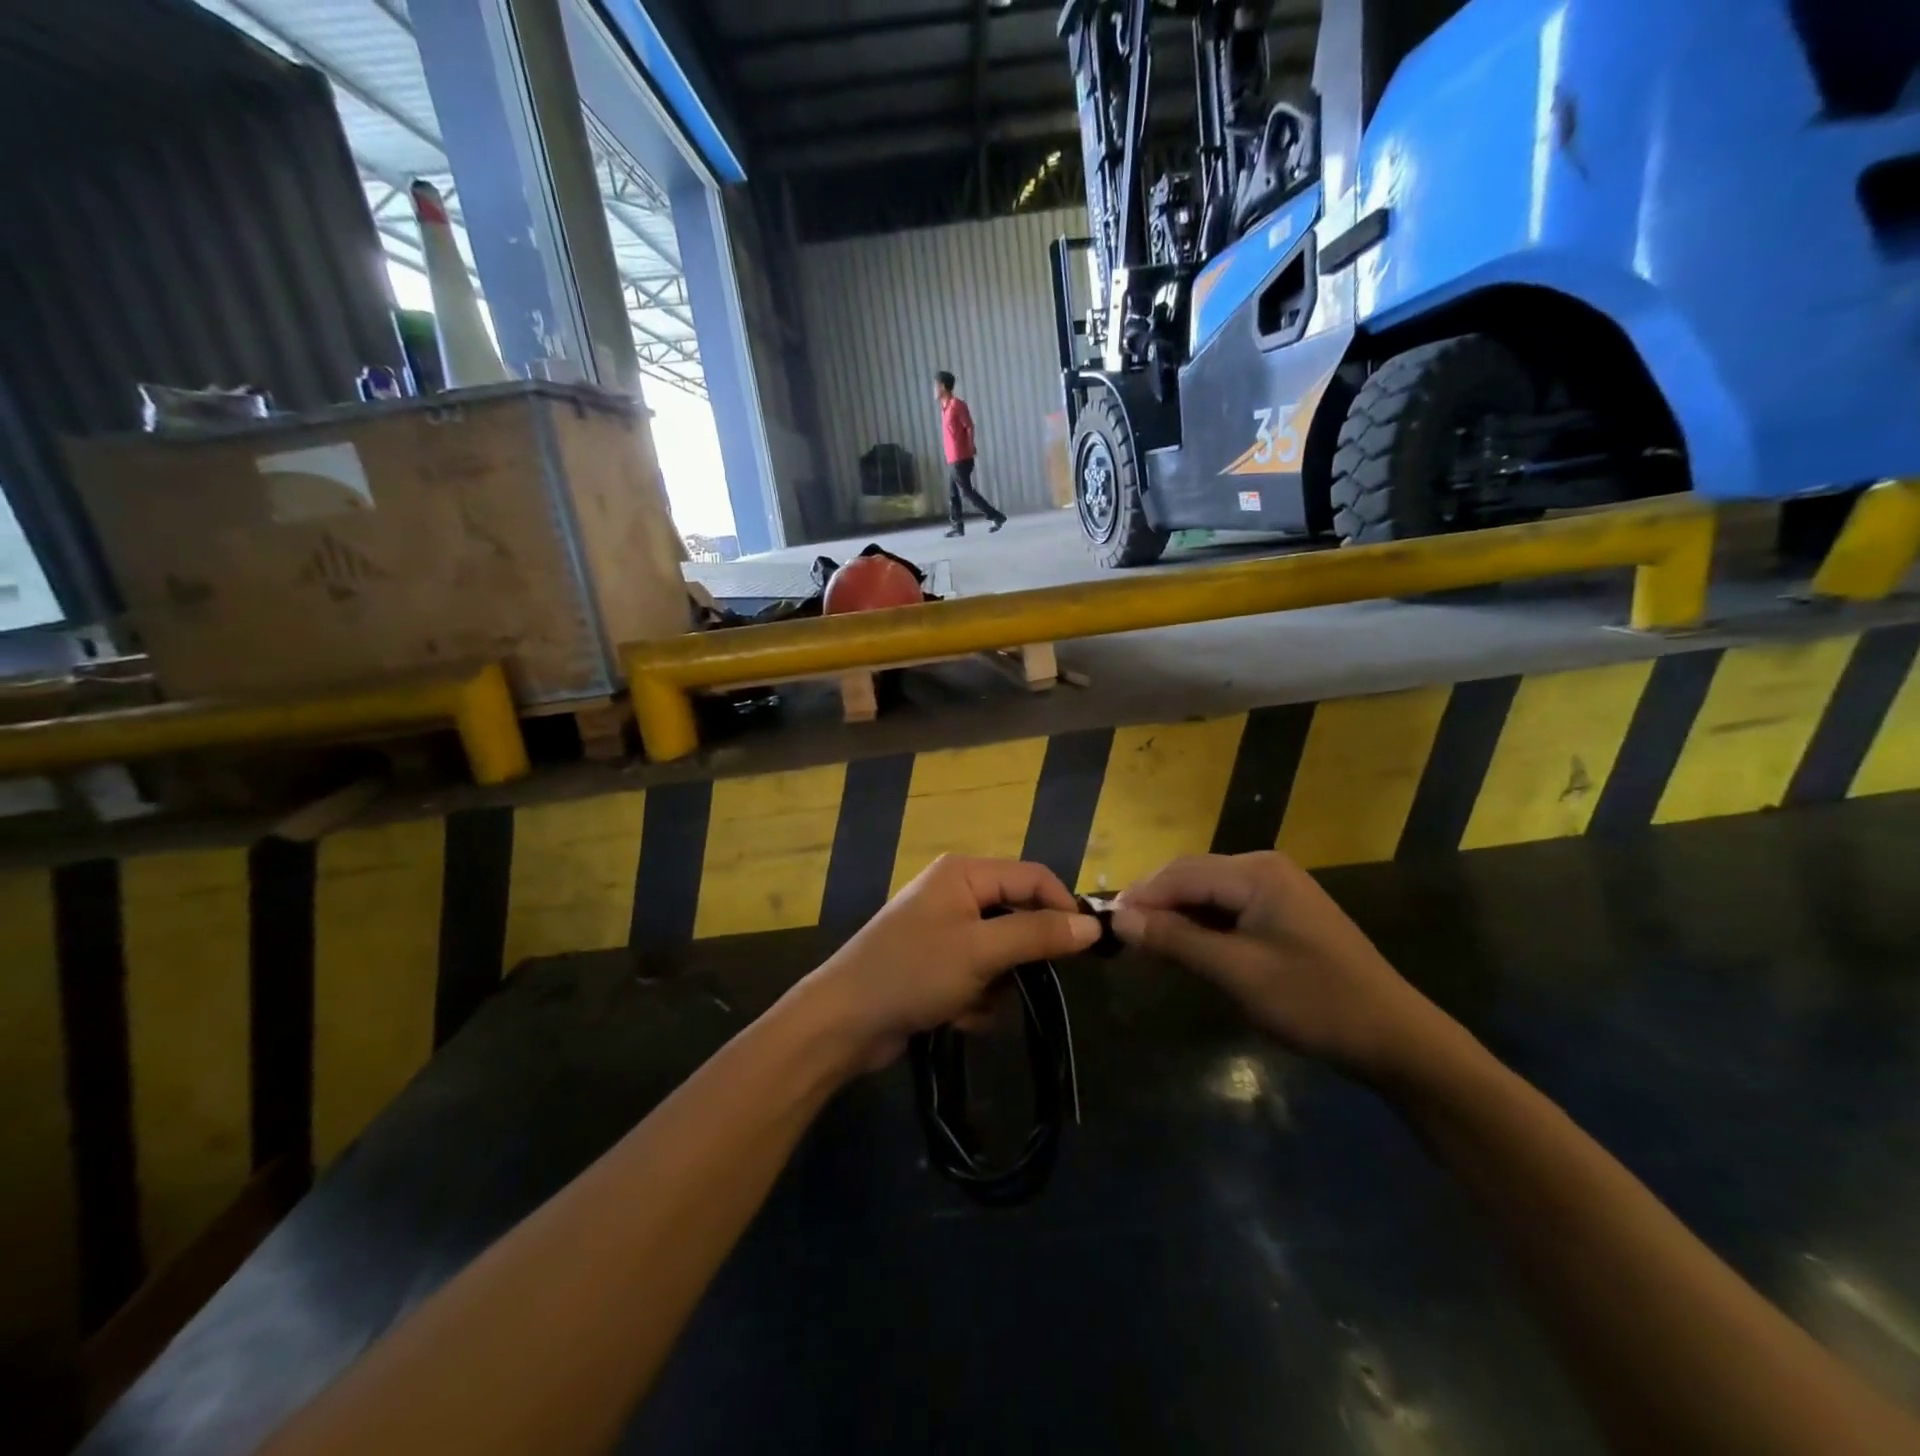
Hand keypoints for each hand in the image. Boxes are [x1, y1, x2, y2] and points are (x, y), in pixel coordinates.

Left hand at [794, 855, 1101, 1074]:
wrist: (844, 1021)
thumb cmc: (913, 972)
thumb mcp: (981, 951)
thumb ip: (1037, 934)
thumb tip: (1092, 926)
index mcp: (965, 873)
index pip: (1033, 877)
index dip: (1061, 908)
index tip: (1085, 949)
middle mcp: (956, 892)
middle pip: (1018, 917)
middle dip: (1019, 959)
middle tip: (1015, 983)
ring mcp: (945, 929)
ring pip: (1003, 954)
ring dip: (996, 985)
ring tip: (971, 1004)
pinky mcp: (937, 964)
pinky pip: (980, 975)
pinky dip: (976, 998)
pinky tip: (955, 1016)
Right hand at [1112, 852, 1461, 1085]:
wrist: (1394, 1037)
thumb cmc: (1314, 1001)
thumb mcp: (1236, 972)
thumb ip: (1175, 940)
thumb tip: (1118, 918)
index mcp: (1256, 872)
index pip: (1179, 874)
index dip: (1139, 897)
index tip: (1102, 924)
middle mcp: (1263, 867)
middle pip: (1191, 875)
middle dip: (1154, 902)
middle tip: (1119, 935)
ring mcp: (1276, 887)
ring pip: (1206, 890)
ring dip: (1174, 913)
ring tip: (1143, 942)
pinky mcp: (1282, 910)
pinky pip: (1226, 906)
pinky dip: (1200, 923)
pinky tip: (1184, 945)